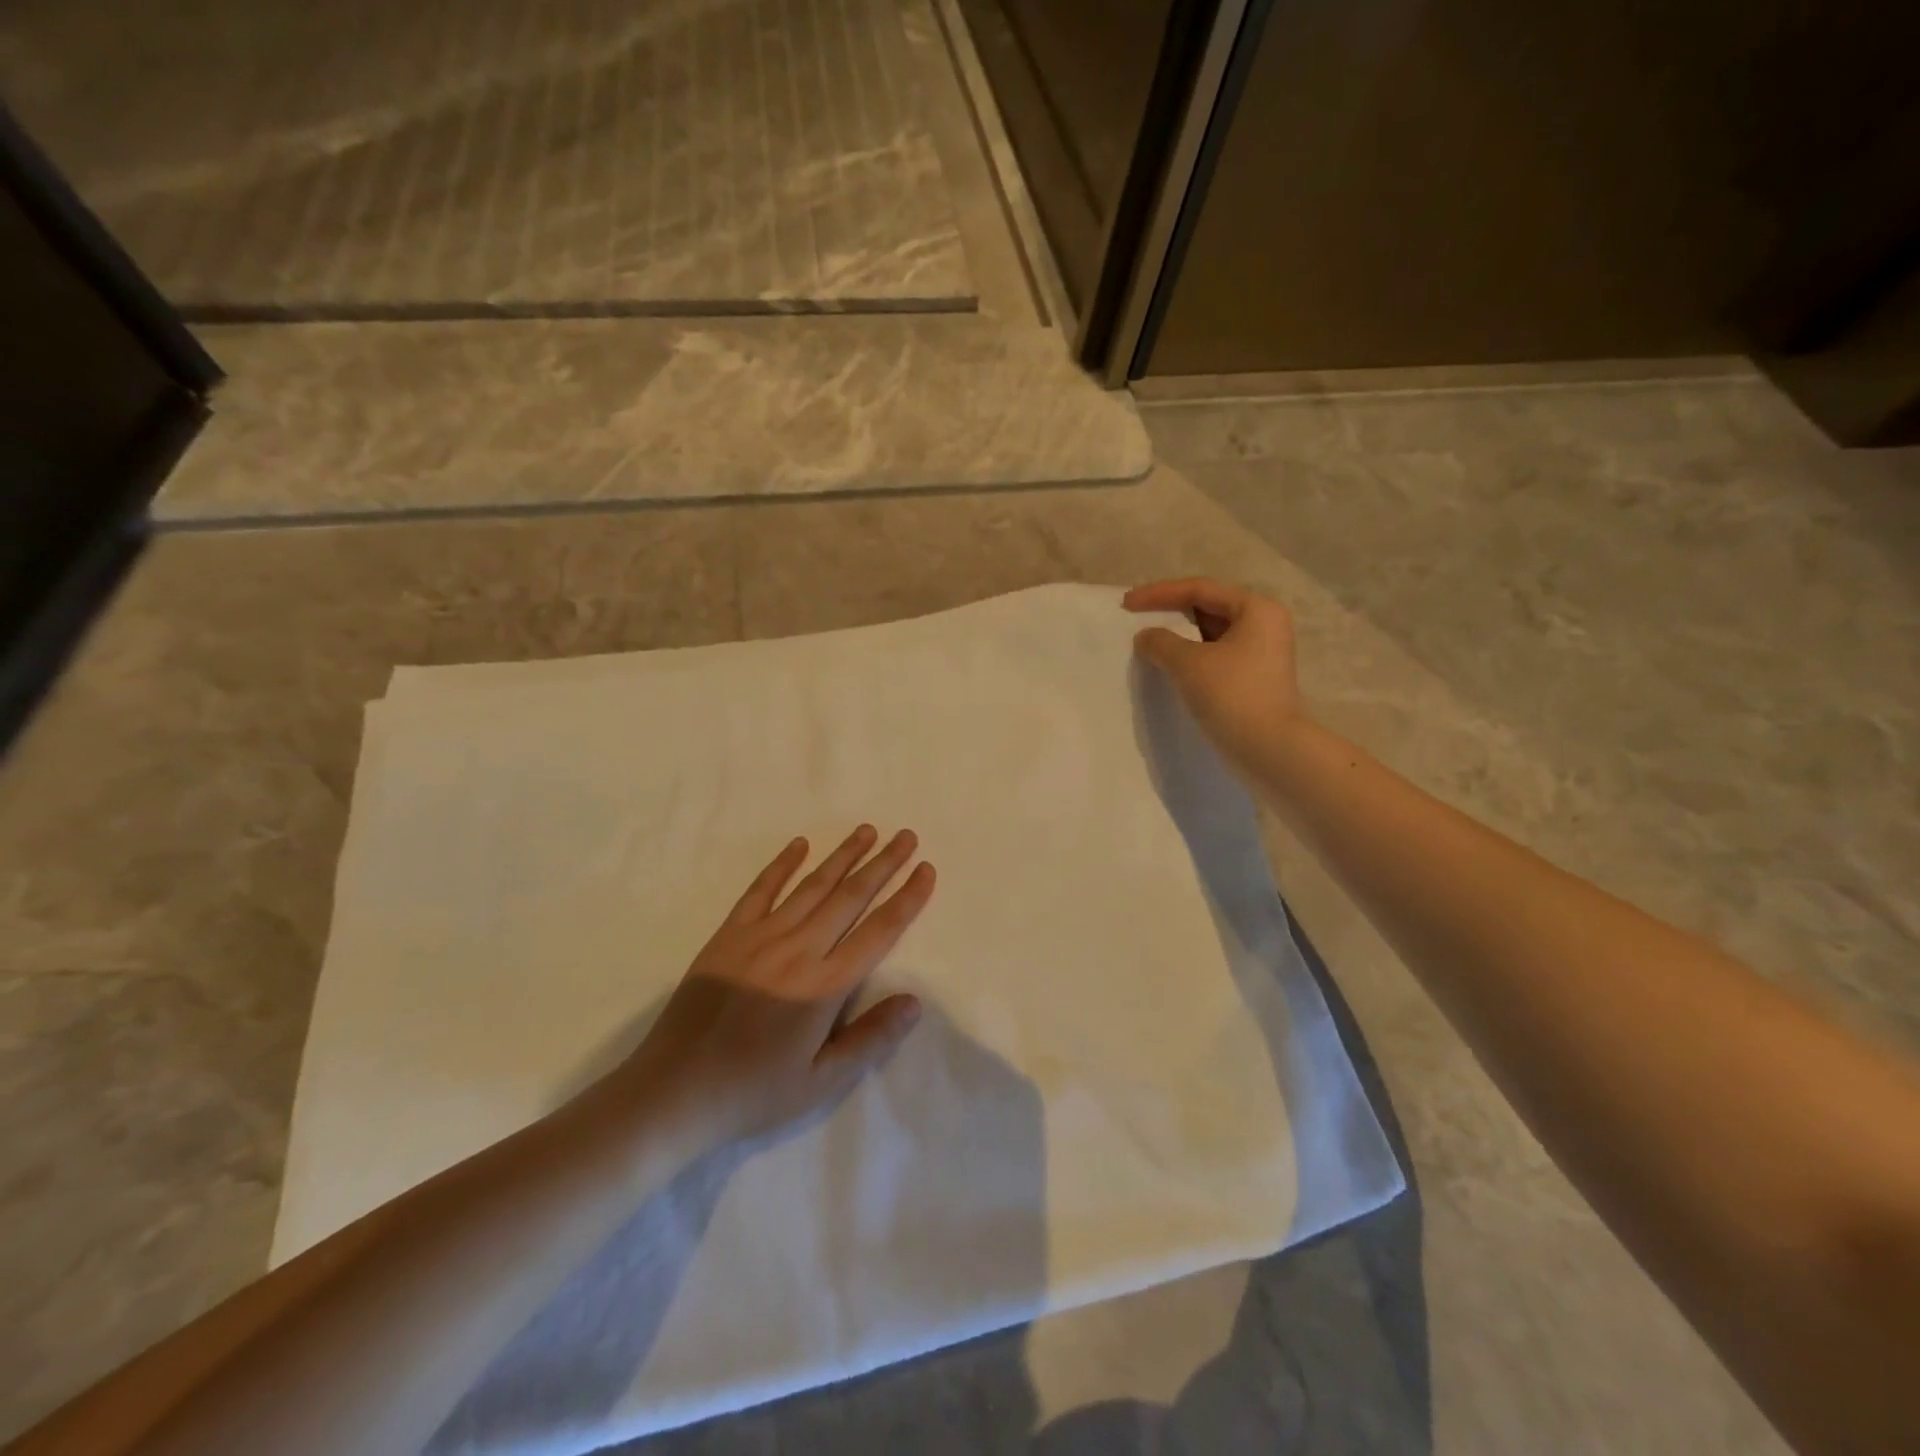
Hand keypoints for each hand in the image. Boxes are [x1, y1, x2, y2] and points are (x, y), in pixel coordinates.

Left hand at [604, 826, 934, 1153]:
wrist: (674, 1091)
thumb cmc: (754, 1091)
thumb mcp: (821, 1082)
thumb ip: (870, 1039)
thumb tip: (915, 1001)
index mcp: (825, 985)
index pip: (879, 931)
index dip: (907, 899)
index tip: (926, 870)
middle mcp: (799, 950)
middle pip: (850, 897)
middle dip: (883, 864)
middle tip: (906, 836)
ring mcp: (761, 937)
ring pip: (812, 886)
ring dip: (842, 856)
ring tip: (866, 831)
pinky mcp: (729, 936)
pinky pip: (760, 890)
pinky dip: (782, 865)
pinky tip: (800, 844)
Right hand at [1124, 578, 1308, 776]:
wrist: (1269, 749)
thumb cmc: (1231, 695)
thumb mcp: (1188, 663)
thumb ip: (1160, 642)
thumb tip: (1146, 637)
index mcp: (1256, 609)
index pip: (1200, 589)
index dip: (1159, 593)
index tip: (1127, 603)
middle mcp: (1264, 624)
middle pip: (1208, 607)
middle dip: (1170, 611)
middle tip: (1137, 616)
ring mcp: (1262, 653)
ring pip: (1211, 633)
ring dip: (1179, 636)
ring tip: (1148, 641)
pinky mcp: (1254, 678)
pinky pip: (1216, 655)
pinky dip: (1191, 655)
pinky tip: (1168, 665)